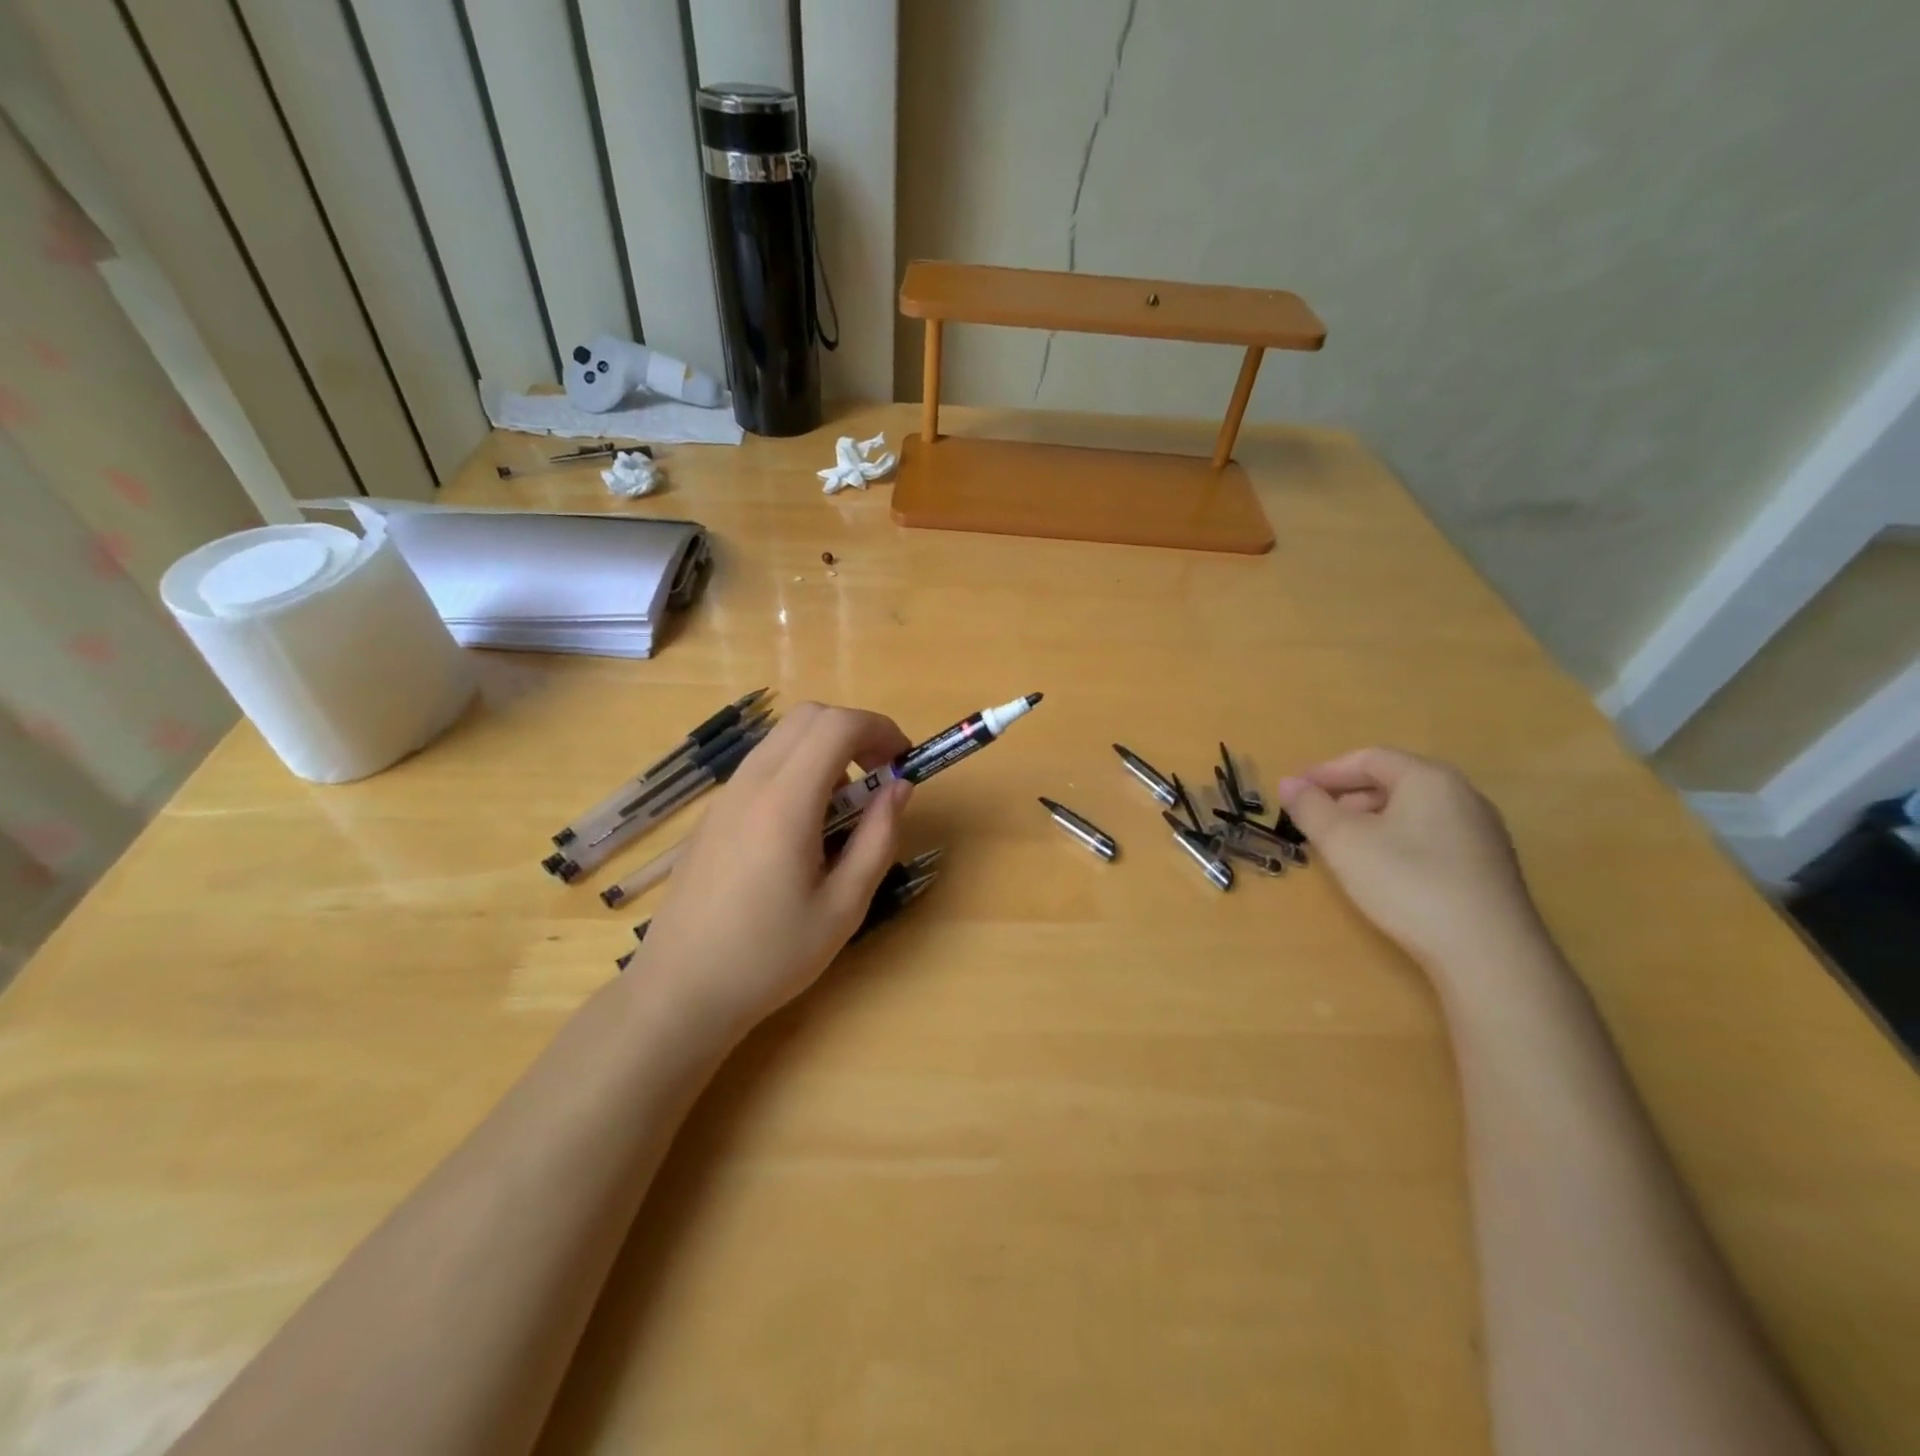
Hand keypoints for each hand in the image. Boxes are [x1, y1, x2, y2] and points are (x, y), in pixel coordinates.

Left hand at [635, 703, 912, 1038]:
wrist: (680, 991)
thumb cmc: (770, 956)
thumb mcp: (844, 906)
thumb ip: (878, 838)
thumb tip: (899, 787)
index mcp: (785, 803)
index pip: (838, 726)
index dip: (880, 729)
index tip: (904, 761)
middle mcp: (751, 784)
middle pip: (808, 716)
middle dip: (855, 731)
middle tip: (879, 776)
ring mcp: (725, 796)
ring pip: (783, 737)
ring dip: (825, 749)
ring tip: (845, 807)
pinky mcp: (713, 813)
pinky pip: (763, 765)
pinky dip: (798, 768)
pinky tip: (805, 826)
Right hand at [1277, 748, 1547, 976]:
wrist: (1489, 954)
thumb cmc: (1408, 884)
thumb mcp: (1344, 843)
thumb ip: (1311, 808)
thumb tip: (1289, 783)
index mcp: (1429, 778)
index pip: (1368, 758)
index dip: (1325, 772)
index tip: (1294, 792)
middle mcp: (1462, 794)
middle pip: (1393, 781)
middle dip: (1346, 797)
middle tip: (1313, 821)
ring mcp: (1481, 831)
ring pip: (1412, 811)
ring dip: (1370, 821)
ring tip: (1342, 849)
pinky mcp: (1488, 865)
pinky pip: (1431, 835)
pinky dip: (1397, 840)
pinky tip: (1382, 871)